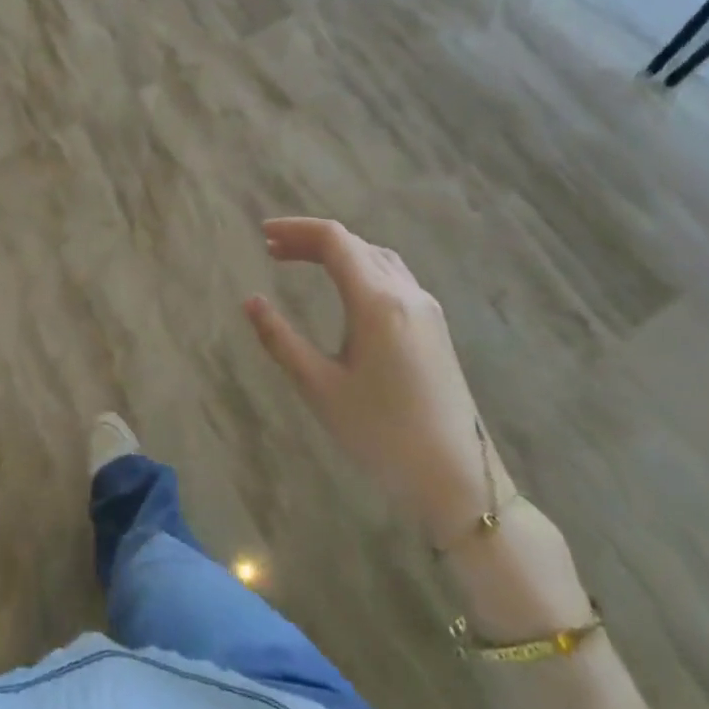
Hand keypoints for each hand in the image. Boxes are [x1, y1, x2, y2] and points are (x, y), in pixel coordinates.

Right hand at [244, 217, 502, 546]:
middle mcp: (406, 293)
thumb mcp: (320, 387)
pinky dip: (360, 265)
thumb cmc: (382, 434)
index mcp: (376, 303)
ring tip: (302, 261)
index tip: (262, 234)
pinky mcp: (434, 326)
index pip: (334, 240)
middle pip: (354, 243)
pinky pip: (393, 275)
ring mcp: (426, 308)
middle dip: (310, 239)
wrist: (457, 479)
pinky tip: (345, 287)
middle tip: (272, 250)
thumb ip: (281, 340)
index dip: (296, 229)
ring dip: (338, 250)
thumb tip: (250, 301)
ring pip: (377, 256)